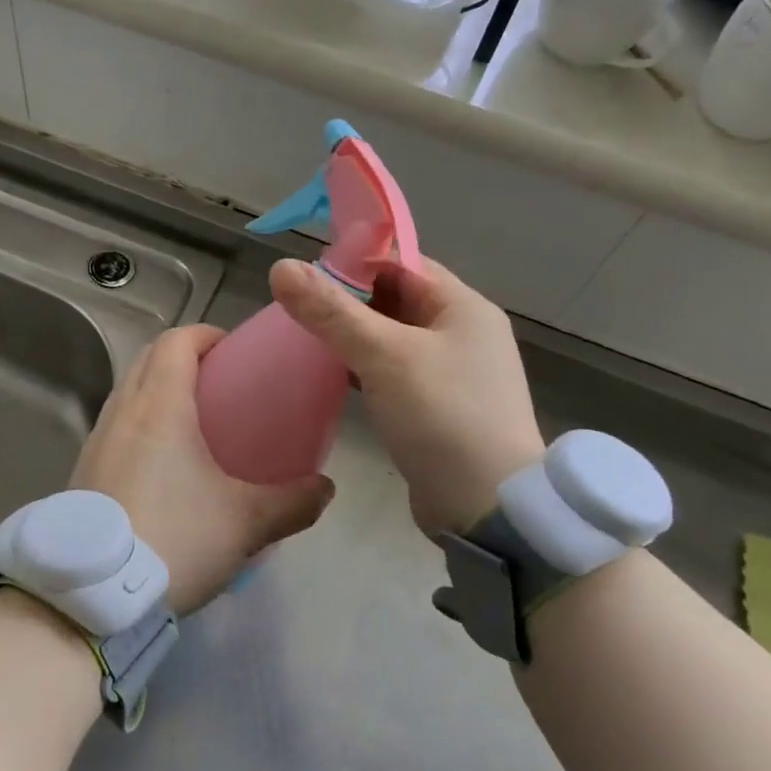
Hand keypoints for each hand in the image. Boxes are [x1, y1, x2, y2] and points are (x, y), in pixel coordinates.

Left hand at [71, 325, 334, 616]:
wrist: (93, 596)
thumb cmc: (175, 540)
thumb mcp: (245, 523)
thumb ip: (293, 502)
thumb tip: (325, 489)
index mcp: (160, 407)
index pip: (177, 341)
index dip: (206, 335)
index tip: (233, 350)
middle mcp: (122, 413)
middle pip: (148, 358)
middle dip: (183, 357)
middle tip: (220, 382)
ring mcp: (96, 441)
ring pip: (128, 392)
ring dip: (157, 388)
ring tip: (193, 421)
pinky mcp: (82, 471)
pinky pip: (114, 426)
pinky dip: (139, 422)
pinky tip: (161, 464)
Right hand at [269, 256, 544, 538]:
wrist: (489, 508)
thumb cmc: (442, 416)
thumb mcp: (384, 356)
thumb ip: (331, 311)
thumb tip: (281, 267)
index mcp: (463, 307)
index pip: (403, 263)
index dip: (355, 262)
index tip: (307, 275)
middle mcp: (462, 333)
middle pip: (396, 299)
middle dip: (348, 301)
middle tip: (298, 309)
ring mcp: (452, 372)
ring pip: (392, 338)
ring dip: (353, 336)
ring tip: (305, 339)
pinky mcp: (438, 407)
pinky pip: (394, 372)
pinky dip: (364, 367)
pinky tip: (332, 375)